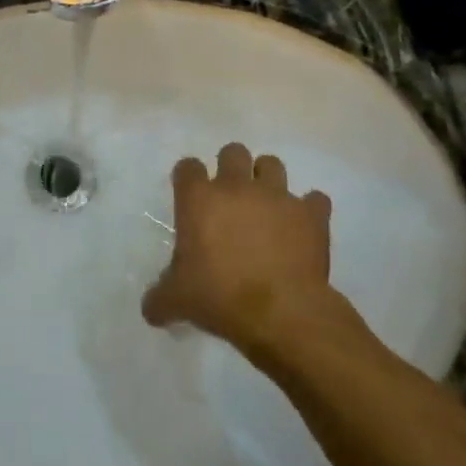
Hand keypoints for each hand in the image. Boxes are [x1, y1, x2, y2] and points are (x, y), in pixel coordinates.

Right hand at [142, 143, 340, 363]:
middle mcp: (236, 186)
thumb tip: (150, 309)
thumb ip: (160, 298)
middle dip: (231, 167)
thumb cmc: (221, 297)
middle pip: (232, 152)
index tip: (191, 197)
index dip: (189, 179)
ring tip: (267, 205)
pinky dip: (310, 209)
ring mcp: (277, 196)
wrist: (282, 313)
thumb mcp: (179, 300)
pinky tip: (304, 227)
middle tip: (231, 197)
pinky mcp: (311, 214)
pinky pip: (315, 199)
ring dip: (268, 180)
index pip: (188, 167)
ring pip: (272, 164)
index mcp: (199, 198)